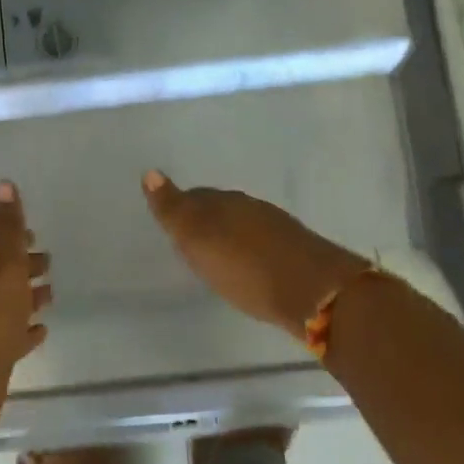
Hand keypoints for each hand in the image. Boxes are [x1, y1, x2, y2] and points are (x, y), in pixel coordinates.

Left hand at [0, 180, 50, 433]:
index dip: (10, 235)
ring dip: (26, 297)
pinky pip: (10, 337)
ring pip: (5, 304)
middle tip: (48, 262)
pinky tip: (42, 331)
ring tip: (51, 294)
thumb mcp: (3, 262)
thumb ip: (6, 226)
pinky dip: (25, 331)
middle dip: (22, 265)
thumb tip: (3, 183)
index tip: (33, 234)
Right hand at [142, 170, 368, 336]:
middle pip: (220, 208)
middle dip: (206, 219)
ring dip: (231, 235)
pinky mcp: (297, 251)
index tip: (172, 223)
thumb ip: (173, 209)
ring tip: (219, 254)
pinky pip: (263, 242)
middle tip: (192, 239)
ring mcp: (277, 228)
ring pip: (244, 224)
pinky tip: (250, 266)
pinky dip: (251, 250)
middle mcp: (249, 207)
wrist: (314, 291)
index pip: (194, 197)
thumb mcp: (198, 240)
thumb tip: (149, 172)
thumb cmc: (245, 267)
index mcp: (222, 202)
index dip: (181, 208)